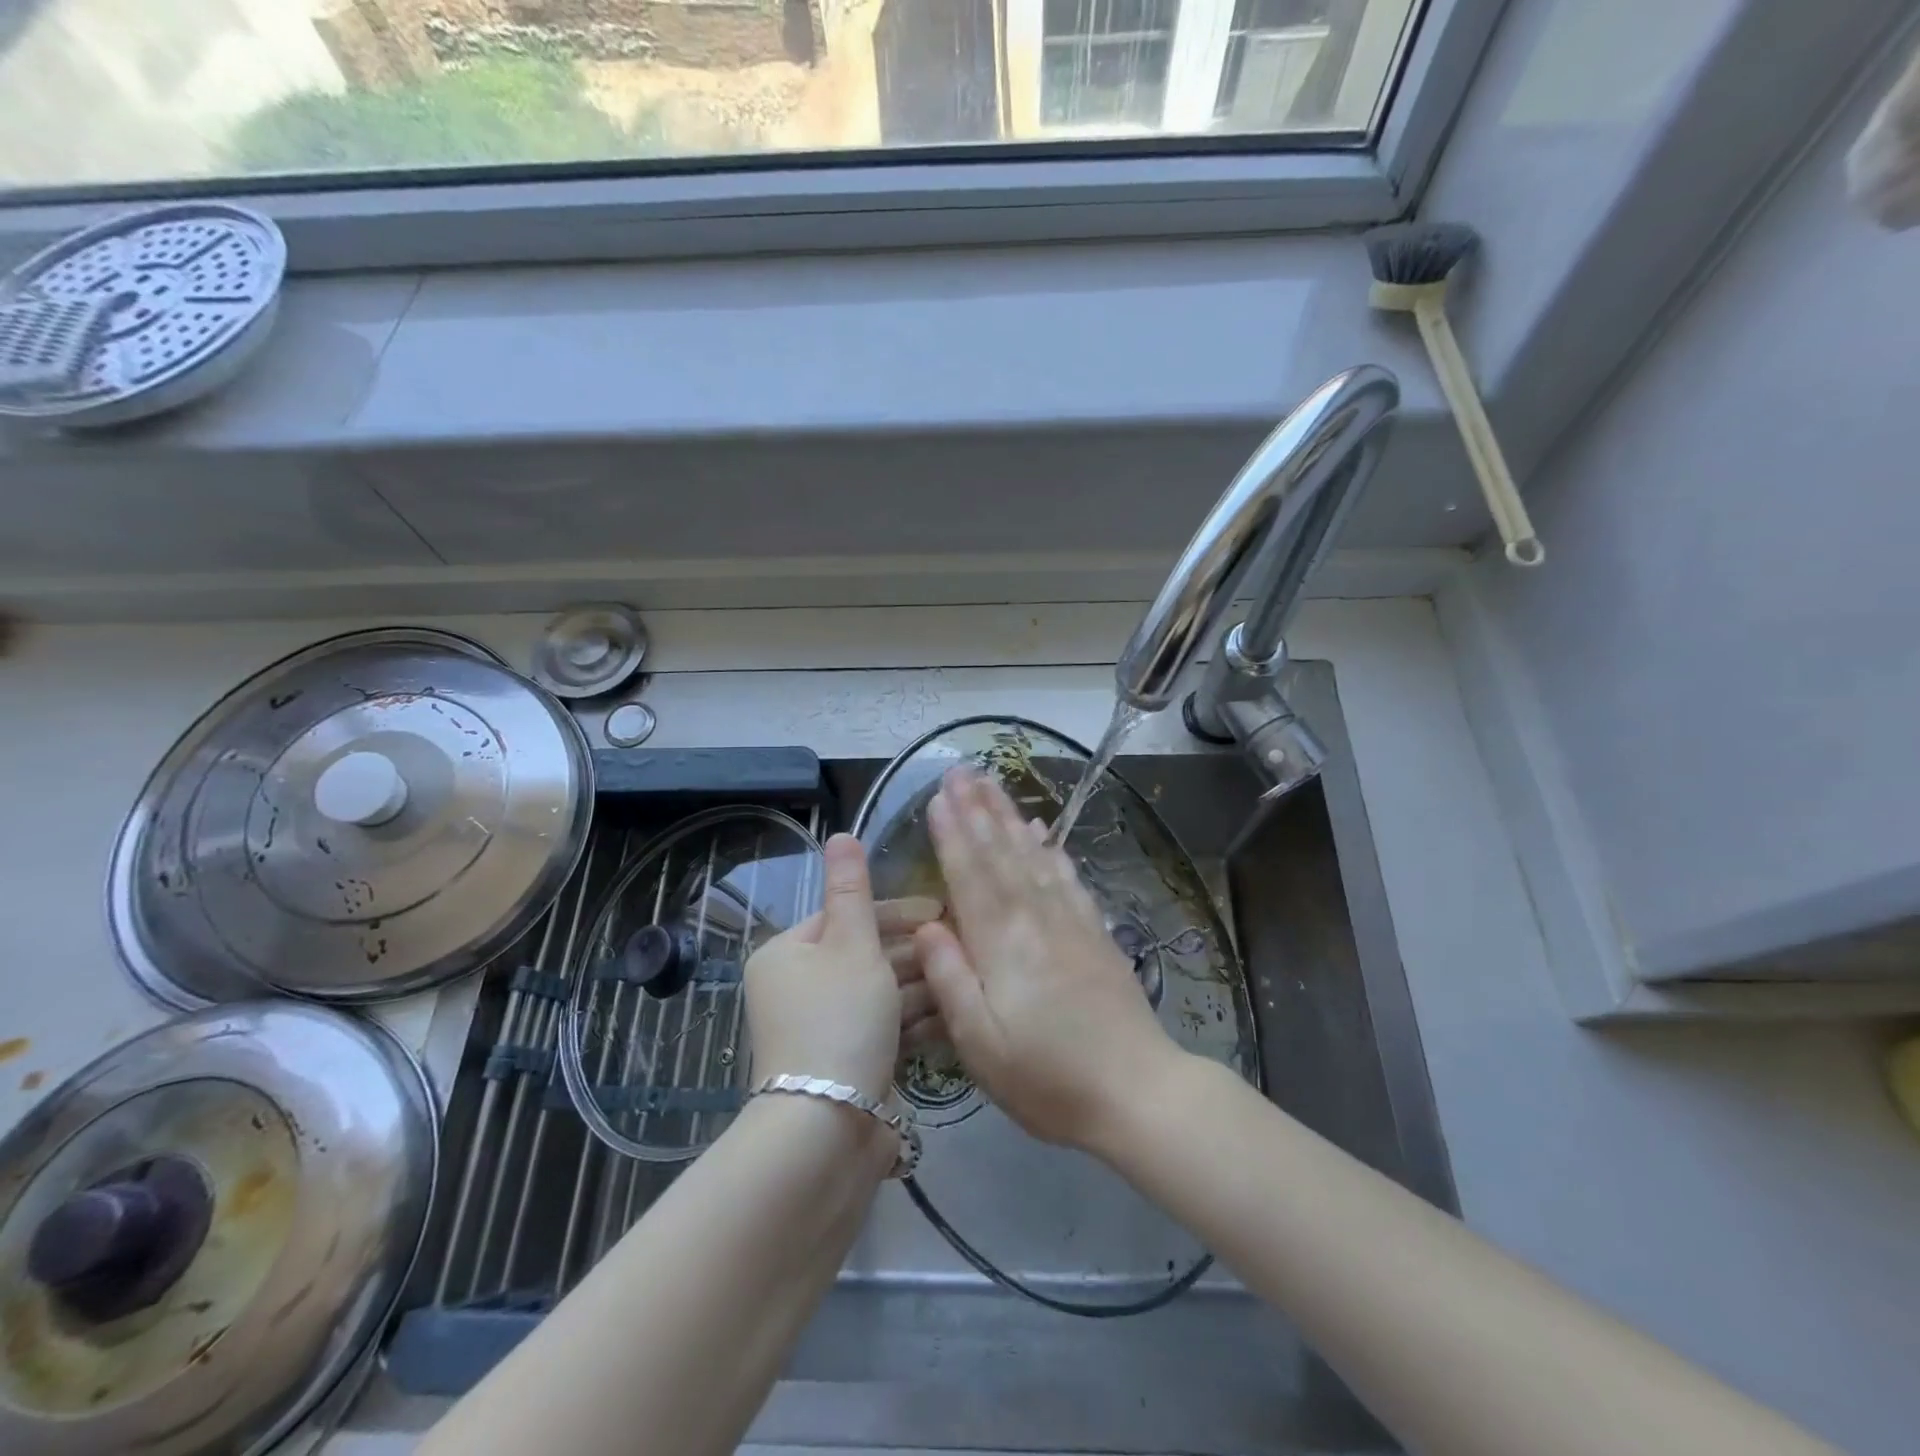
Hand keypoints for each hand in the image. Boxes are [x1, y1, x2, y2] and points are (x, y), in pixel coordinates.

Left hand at [744, 834, 939, 1101]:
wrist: (826, 1130)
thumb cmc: (840, 1020)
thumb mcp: (852, 945)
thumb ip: (852, 888)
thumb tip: (840, 834)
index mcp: (788, 953)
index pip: (848, 916)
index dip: (898, 912)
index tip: (942, 913)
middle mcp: (798, 988)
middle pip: (865, 955)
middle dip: (913, 954)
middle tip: (961, 949)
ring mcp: (822, 1029)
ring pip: (879, 994)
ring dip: (919, 988)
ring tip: (962, 983)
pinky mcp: (846, 1063)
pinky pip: (883, 1029)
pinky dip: (912, 1023)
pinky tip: (949, 1018)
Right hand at [914, 766, 1183, 1149]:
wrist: (1137, 1091)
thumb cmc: (1048, 1078)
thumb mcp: (981, 1045)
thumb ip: (951, 980)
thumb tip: (927, 925)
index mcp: (1002, 944)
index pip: (970, 875)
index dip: (952, 834)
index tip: (938, 796)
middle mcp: (1035, 919)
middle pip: (1001, 853)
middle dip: (978, 809)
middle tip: (961, 770)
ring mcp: (1070, 921)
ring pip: (1033, 855)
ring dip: (1009, 816)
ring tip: (992, 784)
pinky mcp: (1095, 932)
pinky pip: (1067, 876)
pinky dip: (1051, 847)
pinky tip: (1042, 830)